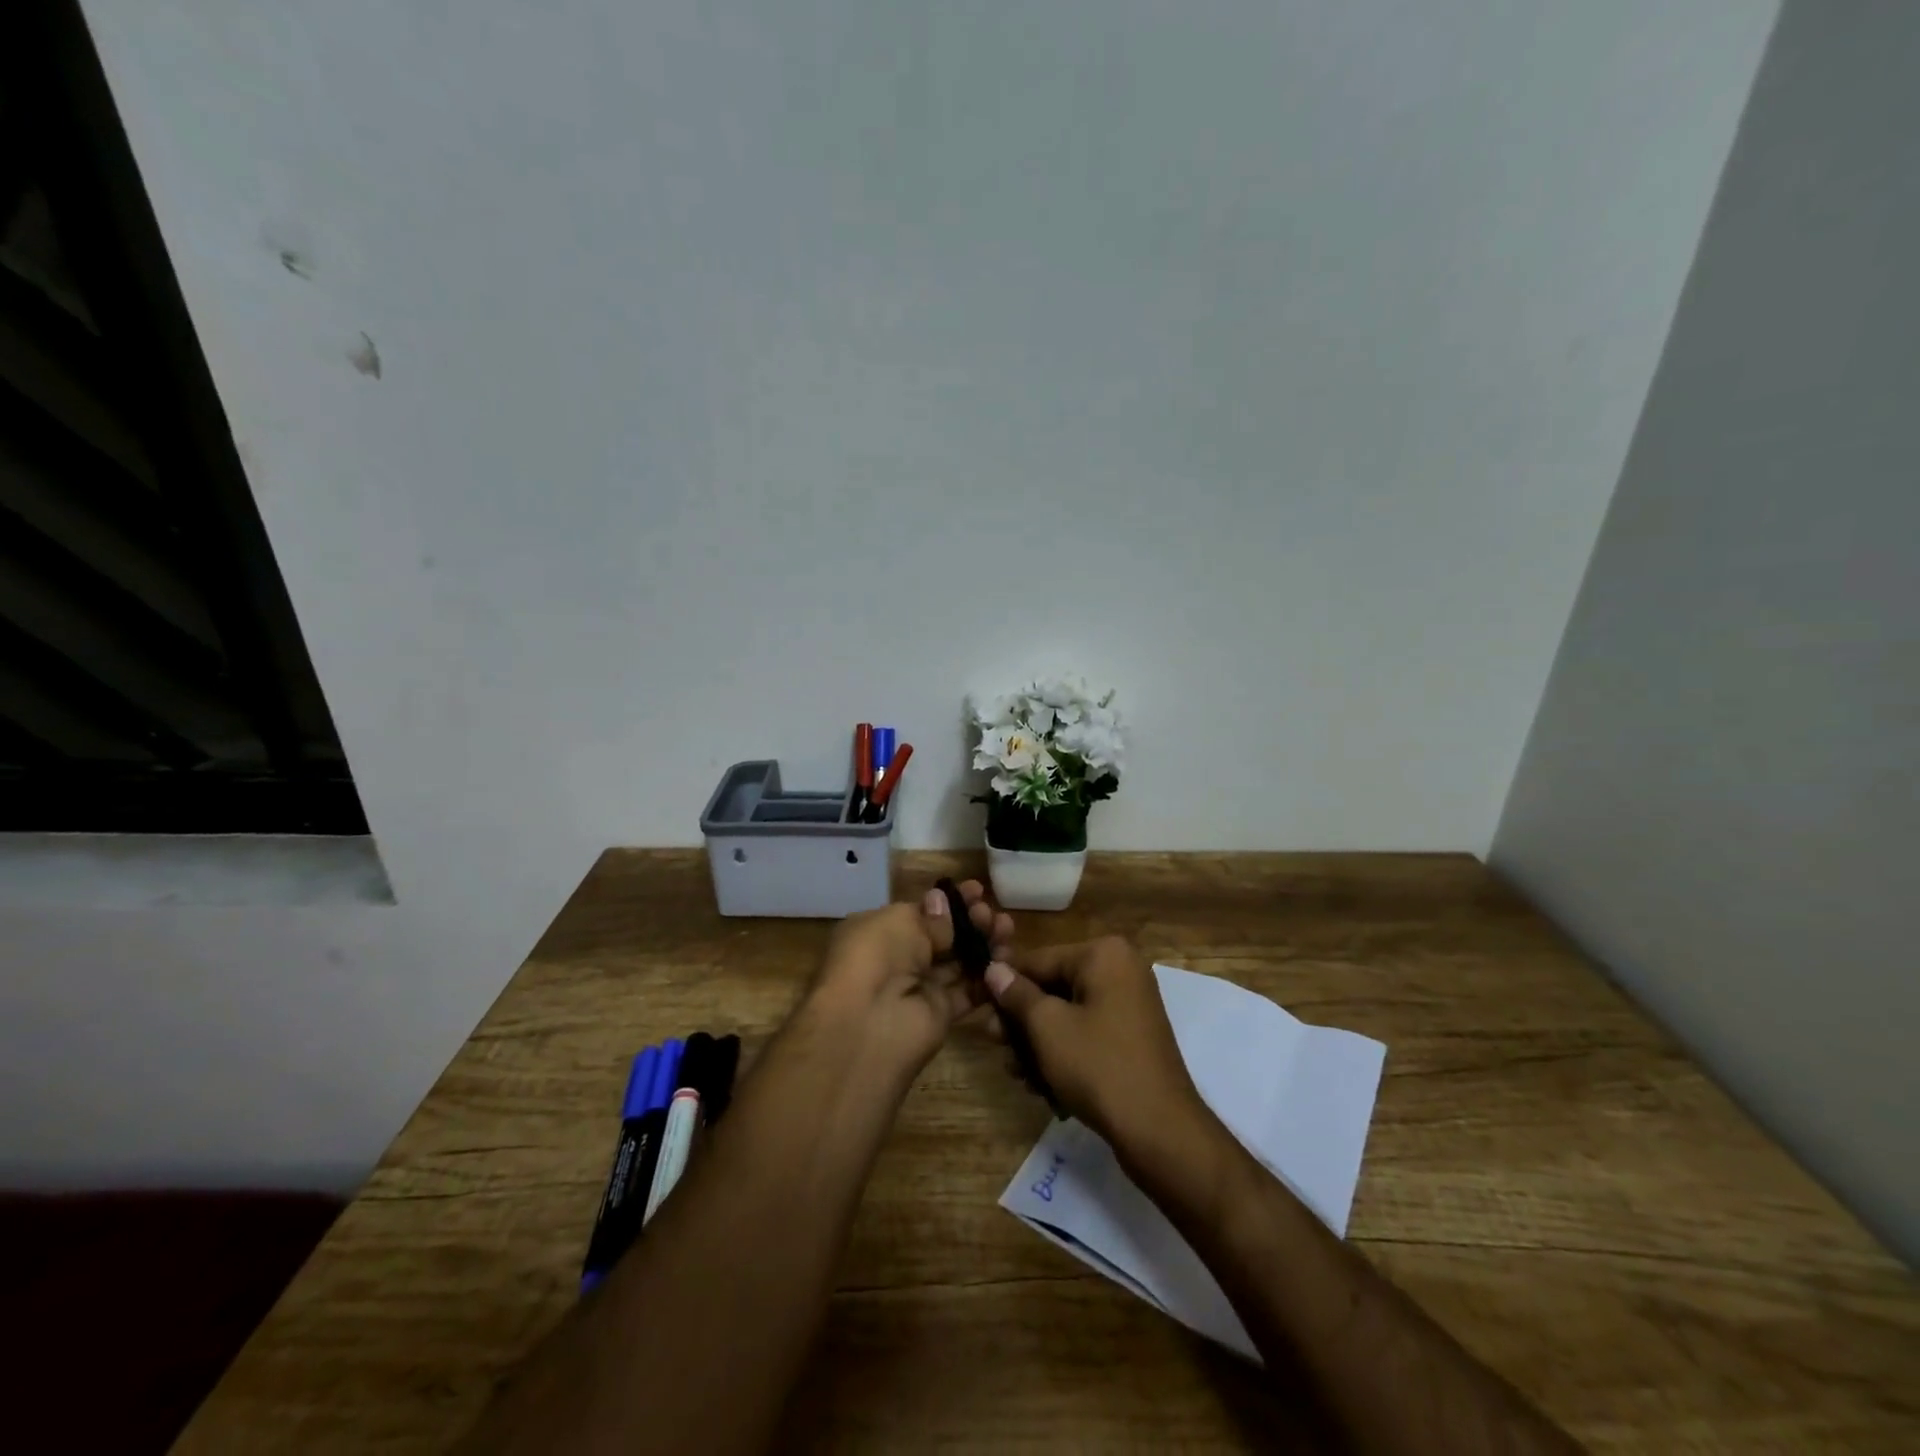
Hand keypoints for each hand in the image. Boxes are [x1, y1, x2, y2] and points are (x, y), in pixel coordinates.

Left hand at [802, 881, 1013, 1080]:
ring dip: (984, 946)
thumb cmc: (878, 955)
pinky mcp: (939, 1015)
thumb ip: (930, 916)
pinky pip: (968, 992)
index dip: (950, 902)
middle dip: (971, 922)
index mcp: (880, 931)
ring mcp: (919, 988)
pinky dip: (987, 979)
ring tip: (1007, 931)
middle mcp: (898, 958)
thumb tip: (942, 901)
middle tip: (993, 914)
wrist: (870, 1023)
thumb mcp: (901, 921)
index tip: (979, 890)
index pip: (922, 912)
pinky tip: (1008, 961)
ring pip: (959, 962)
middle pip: (943, 937)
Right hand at [982, 936, 1207, 1157]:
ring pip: (1066, 1015)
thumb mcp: (1048, 1027)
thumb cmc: (1099, 1066)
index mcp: (1104, 954)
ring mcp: (1128, 1006)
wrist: (1160, 1131)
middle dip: (1021, 1020)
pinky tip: (1041, 1085)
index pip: (1039, 960)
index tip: (976, 1005)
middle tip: (994, 1044)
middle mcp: (1120, 970)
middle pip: (1053, 987)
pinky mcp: (1130, 1039)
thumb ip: (1017, 994)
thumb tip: (993, 969)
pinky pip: (1086, 1034)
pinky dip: (1063, 1055)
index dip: (1004, 984)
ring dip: (1037, 1043)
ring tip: (1017, 1073)